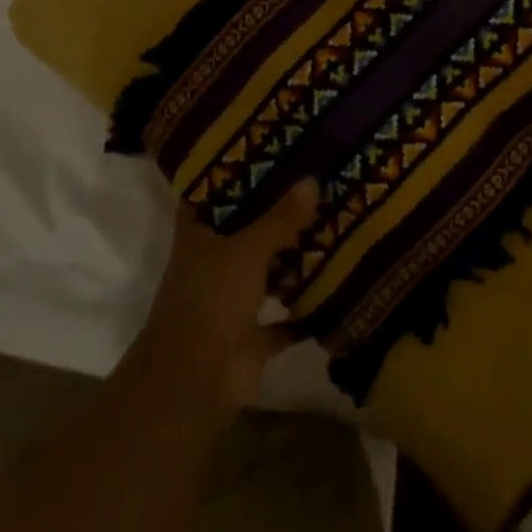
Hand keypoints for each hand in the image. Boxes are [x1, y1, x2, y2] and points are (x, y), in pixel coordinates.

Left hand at [134, 181, 321, 410]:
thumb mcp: (247, 249)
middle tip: (317, 176)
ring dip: (293, 254)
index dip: (233, 169)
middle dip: (277, 209)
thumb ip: (280, 218)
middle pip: (247, 227)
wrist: (193, 387)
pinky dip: (306, 306)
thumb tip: (312, 180)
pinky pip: (285, 315)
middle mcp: (213, 262)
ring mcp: (232, 300)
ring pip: (267, 268)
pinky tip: (338, 282)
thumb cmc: (210, 301)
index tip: (267, 145)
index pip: (212, 191)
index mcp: (199, 235)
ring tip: (333, 219)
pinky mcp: (252, 335)